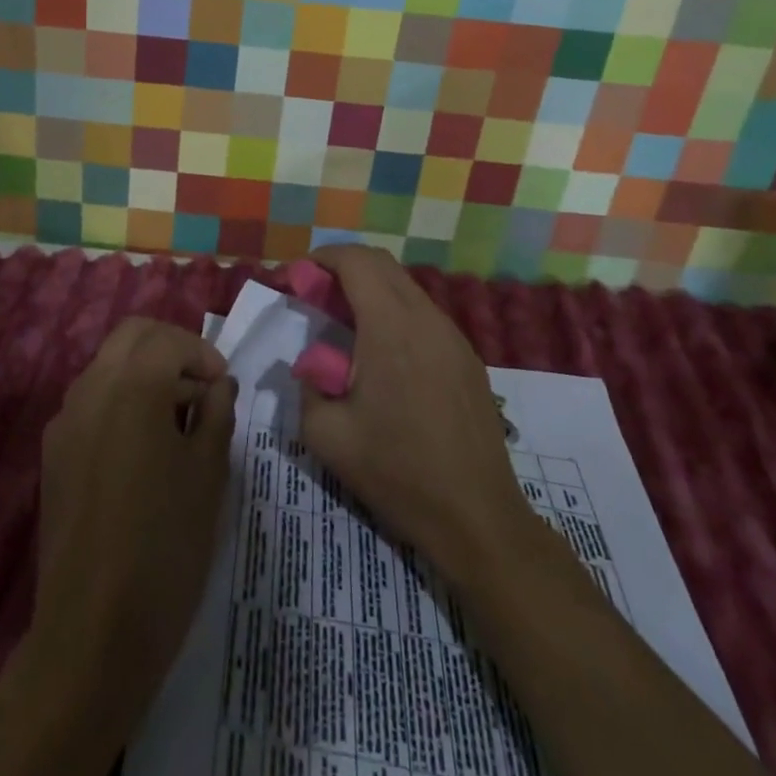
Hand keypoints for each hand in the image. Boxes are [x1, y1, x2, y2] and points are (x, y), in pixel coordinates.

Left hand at [33, 317, 237, 702]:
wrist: (93, 630)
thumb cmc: (166, 545)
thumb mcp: (209, 474)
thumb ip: (217, 414)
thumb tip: (218, 385)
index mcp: (132, 386)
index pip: (169, 339)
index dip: (203, 353)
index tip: (224, 386)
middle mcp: (91, 388)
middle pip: (132, 336)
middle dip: (171, 348)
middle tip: (201, 388)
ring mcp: (65, 420)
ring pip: (108, 365)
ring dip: (144, 373)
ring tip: (177, 421)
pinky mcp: (52, 453)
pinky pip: (91, 402)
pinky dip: (120, 401)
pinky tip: (142, 449)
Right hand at [298, 246, 573, 596]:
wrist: (477, 518)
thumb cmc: (397, 473)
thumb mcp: (326, 435)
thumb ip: (307, 385)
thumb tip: (312, 365)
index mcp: (390, 327)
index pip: (356, 261)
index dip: (323, 258)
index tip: (298, 277)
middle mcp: (426, 318)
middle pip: (382, 264)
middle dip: (344, 268)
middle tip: (316, 296)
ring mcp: (453, 336)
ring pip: (406, 288)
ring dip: (371, 291)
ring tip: (346, 326)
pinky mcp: (468, 358)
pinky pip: (425, 315)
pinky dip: (395, 313)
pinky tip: (383, 355)